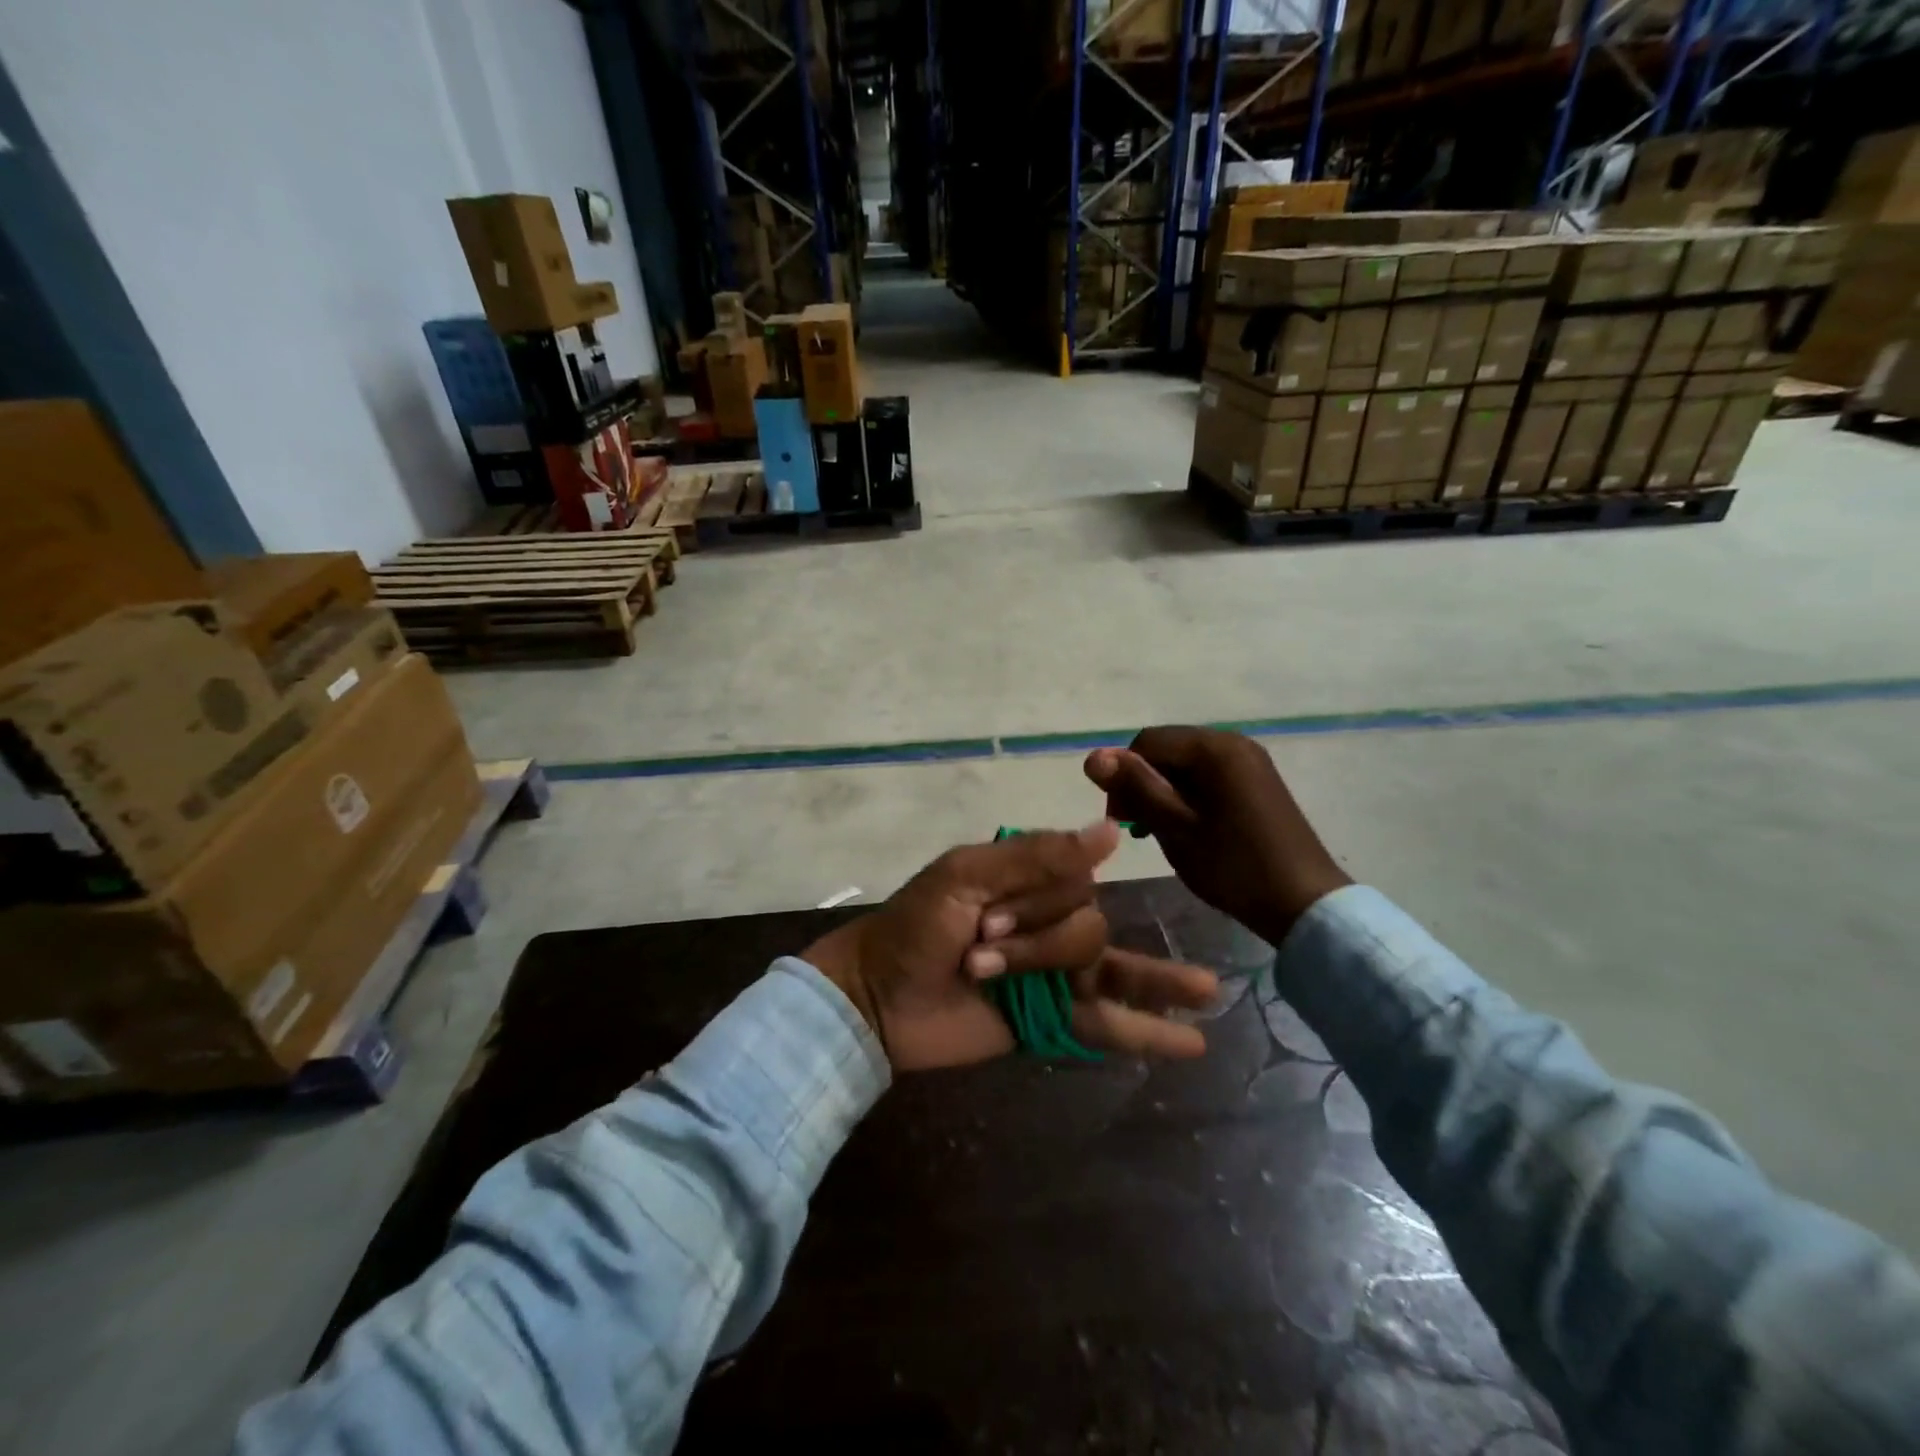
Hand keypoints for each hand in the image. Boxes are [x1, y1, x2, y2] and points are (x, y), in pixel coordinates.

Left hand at [803, 822, 1218, 1070]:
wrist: (878, 1000)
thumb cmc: (914, 928)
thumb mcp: (964, 876)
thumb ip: (1035, 856)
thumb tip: (1111, 832)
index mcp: (1028, 881)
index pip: (1073, 882)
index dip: (1038, 904)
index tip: (983, 921)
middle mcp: (1047, 921)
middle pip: (1088, 928)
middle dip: (1038, 946)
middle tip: (979, 959)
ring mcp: (1053, 973)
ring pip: (1110, 968)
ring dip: (1145, 980)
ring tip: (1209, 990)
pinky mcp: (1052, 1020)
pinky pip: (1107, 1023)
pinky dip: (1148, 1031)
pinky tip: (1193, 1040)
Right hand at [1085, 727, 1350, 945]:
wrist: (1304, 903)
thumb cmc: (1233, 866)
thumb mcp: (1176, 828)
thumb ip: (1136, 788)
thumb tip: (1093, 756)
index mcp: (1213, 748)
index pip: (1146, 742)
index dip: (1123, 776)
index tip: (1121, 820)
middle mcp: (1233, 742)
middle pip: (1167, 749)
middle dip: (1144, 783)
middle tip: (1138, 829)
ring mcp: (1249, 761)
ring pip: (1185, 764)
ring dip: (1164, 792)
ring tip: (1160, 832)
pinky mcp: (1257, 781)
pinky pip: (1208, 776)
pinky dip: (1188, 796)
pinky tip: (1187, 828)